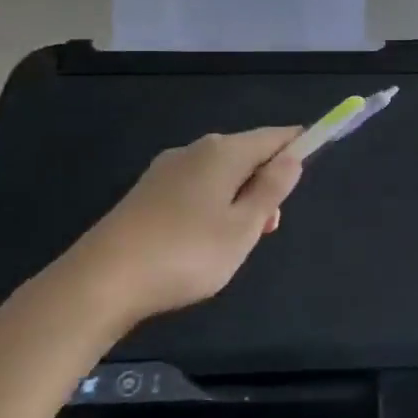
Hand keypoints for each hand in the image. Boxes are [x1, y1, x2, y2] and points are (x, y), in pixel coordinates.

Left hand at [45, 127, 303, 333]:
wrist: (101, 281)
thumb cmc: (186, 253)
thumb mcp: (243, 228)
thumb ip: (271, 190)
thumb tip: (292, 158)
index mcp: (223, 152)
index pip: (273, 137)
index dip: (298, 145)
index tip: (316, 158)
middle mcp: (195, 151)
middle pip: (246, 155)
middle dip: (266, 183)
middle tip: (269, 227)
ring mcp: (166, 171)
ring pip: (220, 175)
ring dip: (239, 199)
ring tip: (236, 243)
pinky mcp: (146, 193)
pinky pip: (195, 189)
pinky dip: (212, 206)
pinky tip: (203, 241)